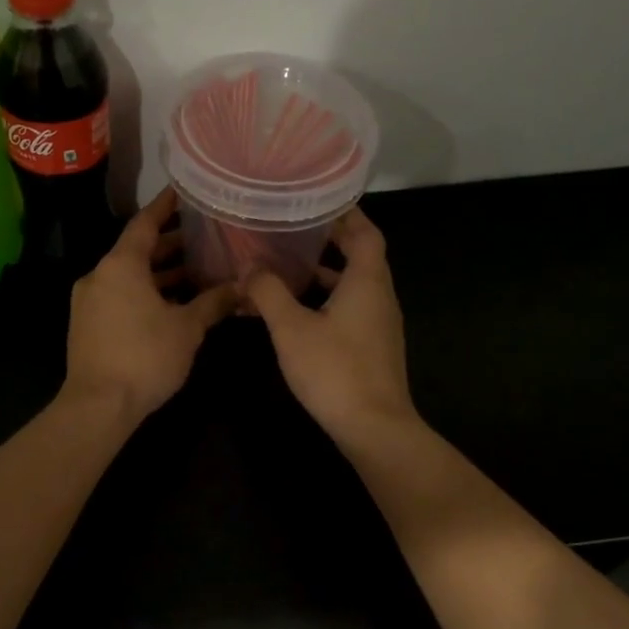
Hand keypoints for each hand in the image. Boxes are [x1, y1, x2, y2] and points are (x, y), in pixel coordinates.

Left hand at [64, 189, 235, 421]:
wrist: (98, 406)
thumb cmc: (145, 357)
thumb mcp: (187, 328)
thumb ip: (213, 302)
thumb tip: (242, 288)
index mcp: (121, 265)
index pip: (145, 223)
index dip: (166, 206)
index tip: (183, 191)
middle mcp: (100, 275)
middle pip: (137, 250)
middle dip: (170, 244)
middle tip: (203, 236)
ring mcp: (89, 301)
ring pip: (129, 276)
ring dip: (160, 273)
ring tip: (196, 270)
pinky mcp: (88, 324)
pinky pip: (120, 295)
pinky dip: (145, 292)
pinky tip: (173, 303)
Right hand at [240, 206, 417, 444]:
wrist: (373, 427)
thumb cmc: (335, 370)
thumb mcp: (291, 328)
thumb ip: (268, 293)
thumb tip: (248, 268)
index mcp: (368, 281)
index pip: (366, 232)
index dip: (346, 213)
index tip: (318, 200)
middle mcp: (380, 296)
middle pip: (361, 255)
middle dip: (330, 240)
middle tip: (294, 228)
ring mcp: (379, 323)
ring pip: (354, 284)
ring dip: (326, 272)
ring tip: (289, 264)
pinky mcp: (373, 346)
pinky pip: (351, 308)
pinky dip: (327, 299)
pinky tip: (298, 310)